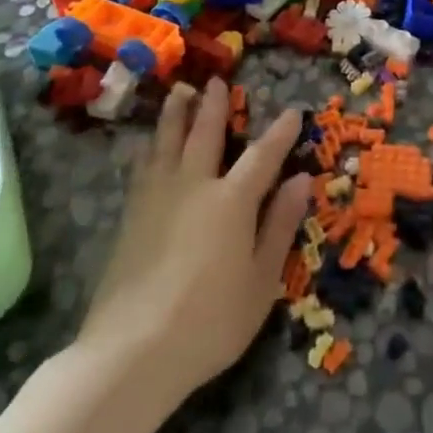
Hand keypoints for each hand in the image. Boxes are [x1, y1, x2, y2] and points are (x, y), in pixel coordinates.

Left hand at [79, 80, 309, 396]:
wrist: (132, 352)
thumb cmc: (211, 321)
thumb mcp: (262, 280)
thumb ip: (280, 226)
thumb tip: (302, 180)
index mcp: (232, 201)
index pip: (262, 156)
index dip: (280, 133)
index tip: (292, 112)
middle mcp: (194, 187)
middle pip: (205, 136)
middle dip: (214, 107)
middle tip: (216, 81)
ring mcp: (157, 200)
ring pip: (167, 144)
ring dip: (175, 116)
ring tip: (179, 93)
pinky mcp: (130, 218)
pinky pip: (141, 169)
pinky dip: (147, 149)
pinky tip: (144, 145)